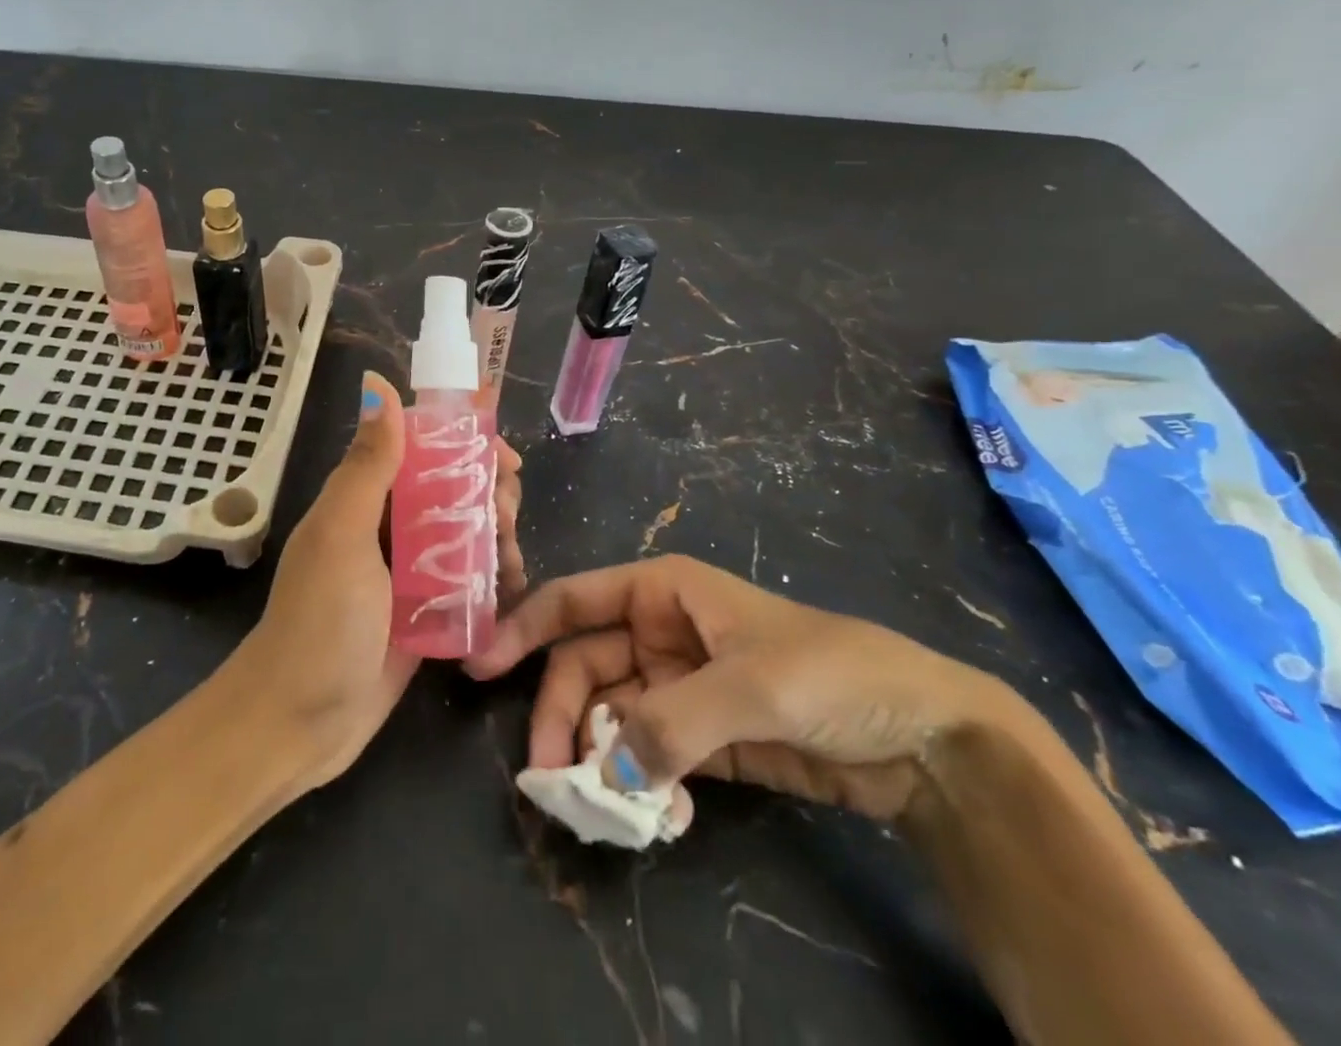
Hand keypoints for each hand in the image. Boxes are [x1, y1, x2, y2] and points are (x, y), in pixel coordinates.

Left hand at [236, 373, 524, 789]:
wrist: (297, 721)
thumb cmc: (319, 621)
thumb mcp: (341, 535)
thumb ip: (367, 466)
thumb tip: (382, 387)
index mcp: (362, 497)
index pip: (419, 447)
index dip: (464, 441)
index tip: (504, 457)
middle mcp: (385, 526)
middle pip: (450, 489)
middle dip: (488, 493)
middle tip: (508, 517)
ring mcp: (406, 572)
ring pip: (464, 534)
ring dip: (497, 537)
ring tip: (513, 562)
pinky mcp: (423, 613)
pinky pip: (466, 582)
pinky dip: (492, 580)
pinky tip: (511, 591)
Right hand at [466, 554, 1001, 821]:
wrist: (927, 738)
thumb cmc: (833, 674)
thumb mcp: (752, 687)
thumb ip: (671, 722)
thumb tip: (603, 771)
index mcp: (662, 592)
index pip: (574, 600)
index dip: (523, 626)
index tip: (481, 666)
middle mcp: (658, 633)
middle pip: (584, 667)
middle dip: (562, 715)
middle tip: (551, 775)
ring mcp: (677, 687)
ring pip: (610, 717)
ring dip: (602, 760)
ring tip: (609, 807)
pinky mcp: (700, 738)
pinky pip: (646, 756)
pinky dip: (642, 785)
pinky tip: (661, 815)